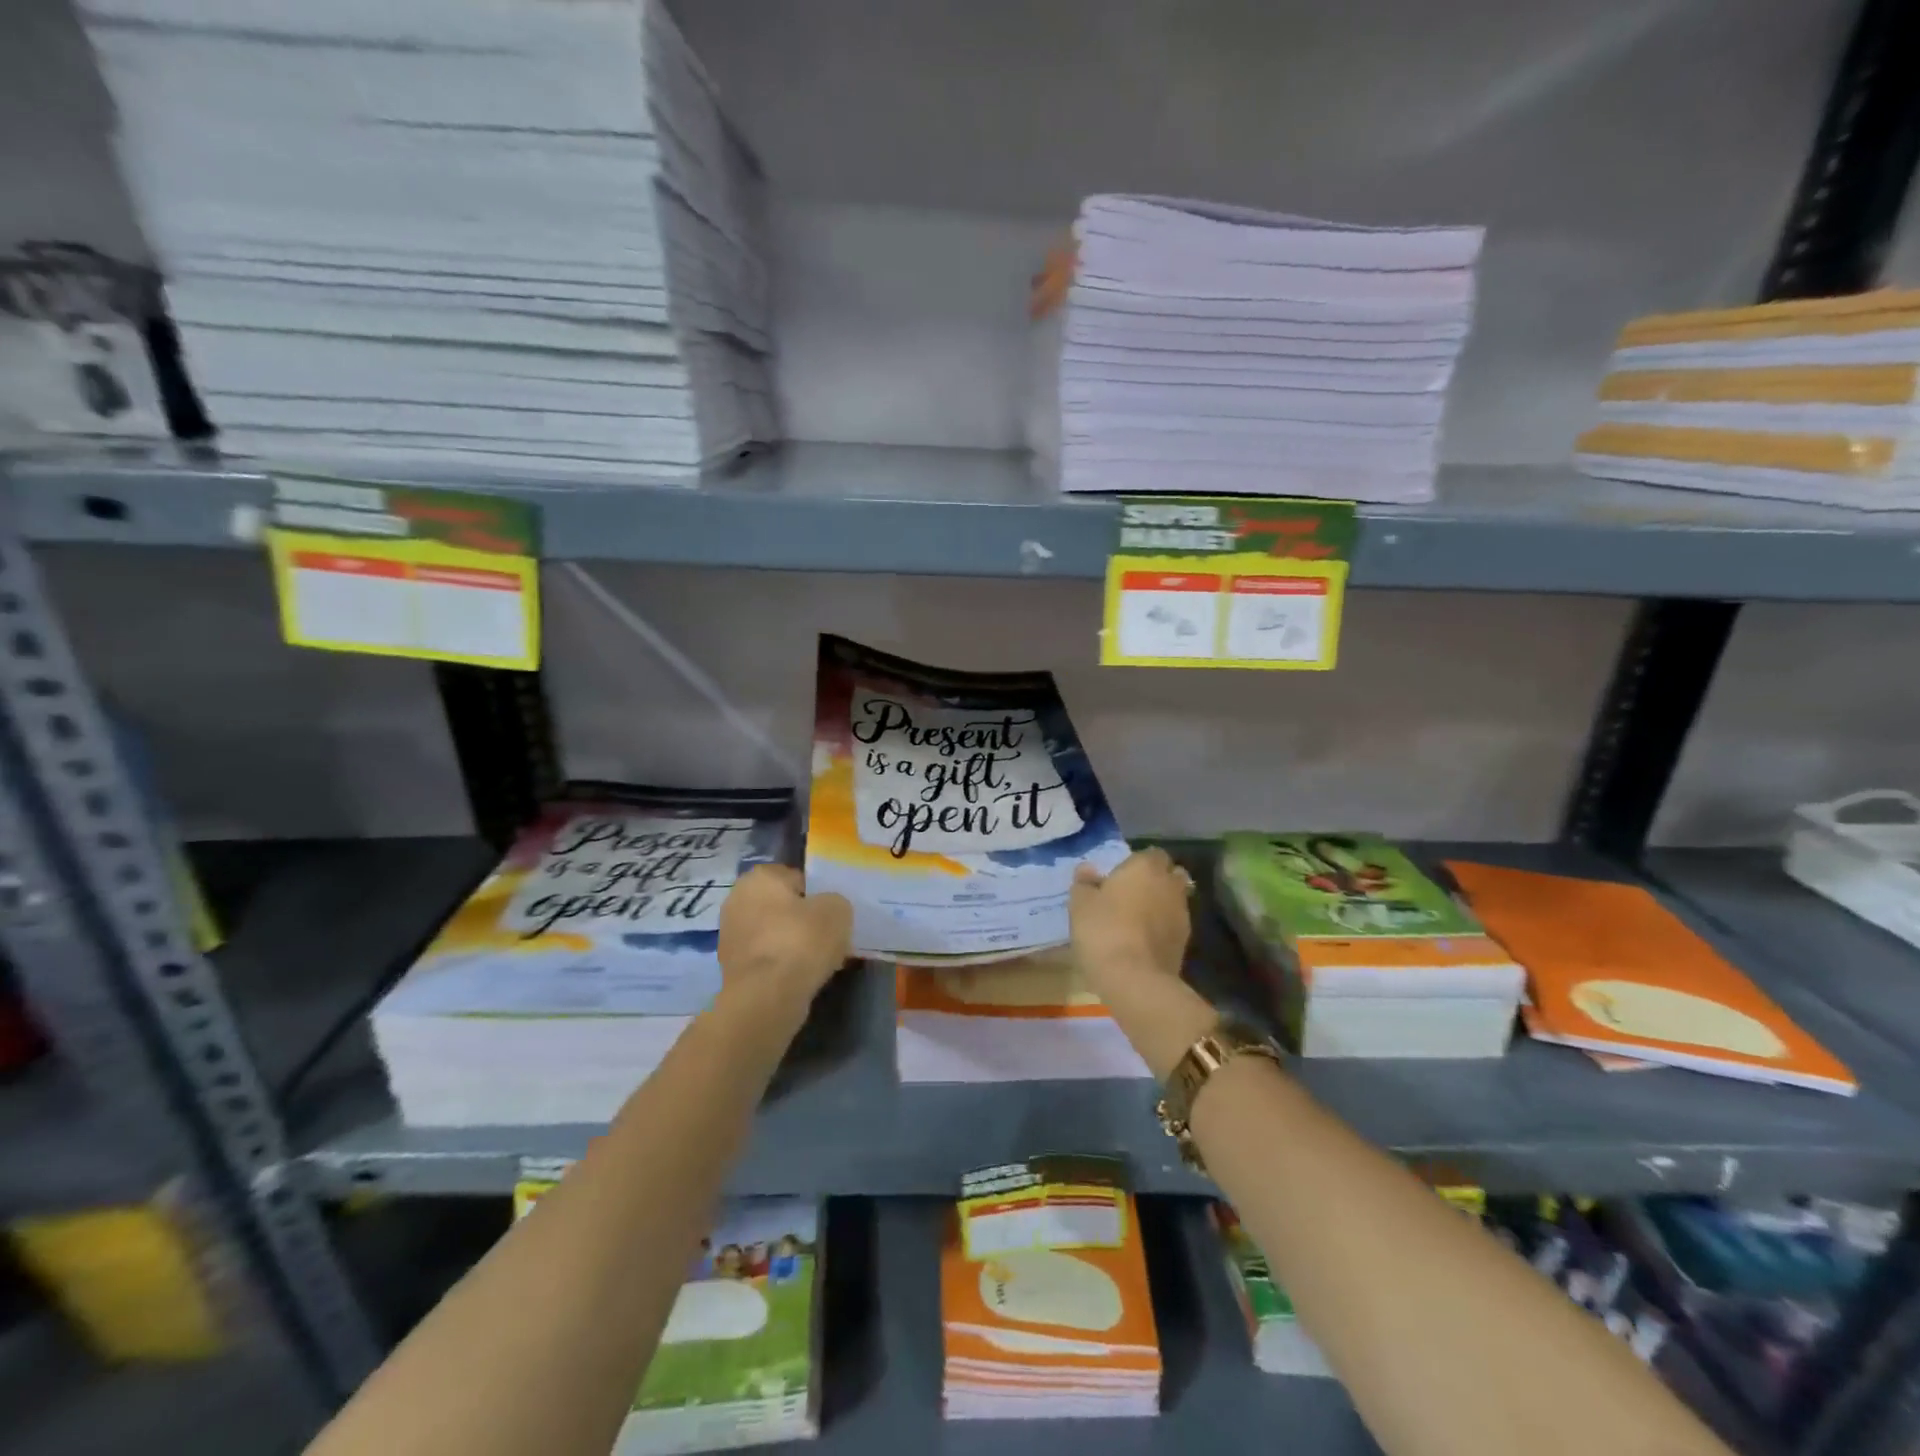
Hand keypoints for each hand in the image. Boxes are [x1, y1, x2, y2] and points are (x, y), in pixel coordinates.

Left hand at [716, 865, 852, 1028]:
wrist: (767, 996)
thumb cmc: (801, 941)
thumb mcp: (837, 910)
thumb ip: (834, 902)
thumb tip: (826, 910)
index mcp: (760, 876)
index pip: (796, 878)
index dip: (818, 895)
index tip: (831, 915)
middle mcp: (737, 899)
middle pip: (782, 906)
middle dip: (801, 919)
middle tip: (826, 937)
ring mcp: (730, 934)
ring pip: (773, 933)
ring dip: (791, 943)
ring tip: (817, 961)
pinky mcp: (729, 967)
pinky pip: (766, 957)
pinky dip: (781, 964)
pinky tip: (800, 977)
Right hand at [1070, 848, 1193, 997]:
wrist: (1135, 979)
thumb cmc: (1103, 930)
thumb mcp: (1080, 904)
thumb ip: (1084, 883)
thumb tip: (1088, 869)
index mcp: (1145, 867)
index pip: (1151, 853)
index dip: (1137, 863)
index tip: (1120, 876)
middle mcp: (1170, 884)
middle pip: (1170, 875)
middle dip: (1156, 881)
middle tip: (1132, 895)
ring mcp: (1182, 914)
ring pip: (1174, 900)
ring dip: (1161, 905)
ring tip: (1137, 920)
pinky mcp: (1186, 942)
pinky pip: (1173, 925)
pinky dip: (1163, 928)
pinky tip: (1144, 940)